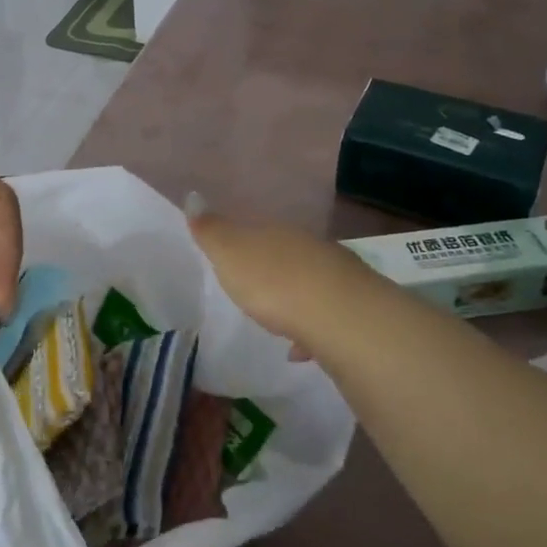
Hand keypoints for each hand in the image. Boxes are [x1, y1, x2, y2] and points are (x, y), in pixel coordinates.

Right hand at [187, 202, 386, 353]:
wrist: (339, 316)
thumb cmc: (273, 282)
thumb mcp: (230, 254)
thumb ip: (211, 230)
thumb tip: (192, 196)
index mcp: (278, 233)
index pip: (258, 231)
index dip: (244, 244)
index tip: (232, 260)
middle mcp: (310, 247)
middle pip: (287, 254)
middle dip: (272, 270)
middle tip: (255, 289)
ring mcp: (337, 277)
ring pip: (310, 283)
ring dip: (295, 298)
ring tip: (278, 321)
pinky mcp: (355, 309)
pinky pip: (326, 317)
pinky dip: (312, 330)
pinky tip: (301, 350)